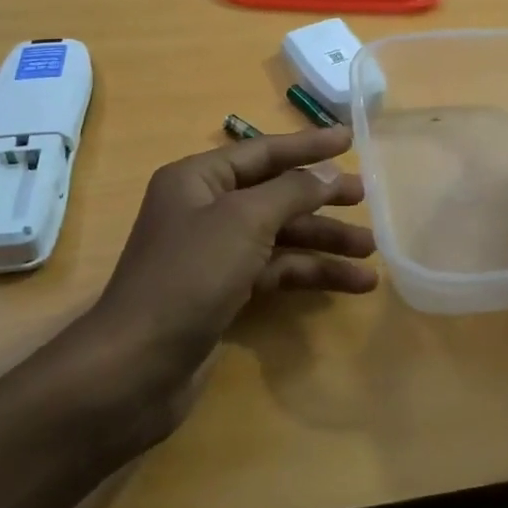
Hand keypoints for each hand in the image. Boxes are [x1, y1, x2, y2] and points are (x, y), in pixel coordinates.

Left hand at [79, 126, 376, 425]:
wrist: (136, 368)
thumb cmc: (188, 277)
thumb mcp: (243, 221)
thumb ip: (291, 192)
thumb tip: (327, 173)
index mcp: (198, 179)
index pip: (263, 151)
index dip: (308, 145)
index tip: (350, 139)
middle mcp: (204, 209)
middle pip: (274, 194)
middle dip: (320, 197)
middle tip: (365, 197)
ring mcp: (213, 254)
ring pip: (279, 236)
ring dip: (323, 241)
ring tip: (371, 251)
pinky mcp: (224, 293)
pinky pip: (275, 271)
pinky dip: (310, 274)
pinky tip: (351, 284)